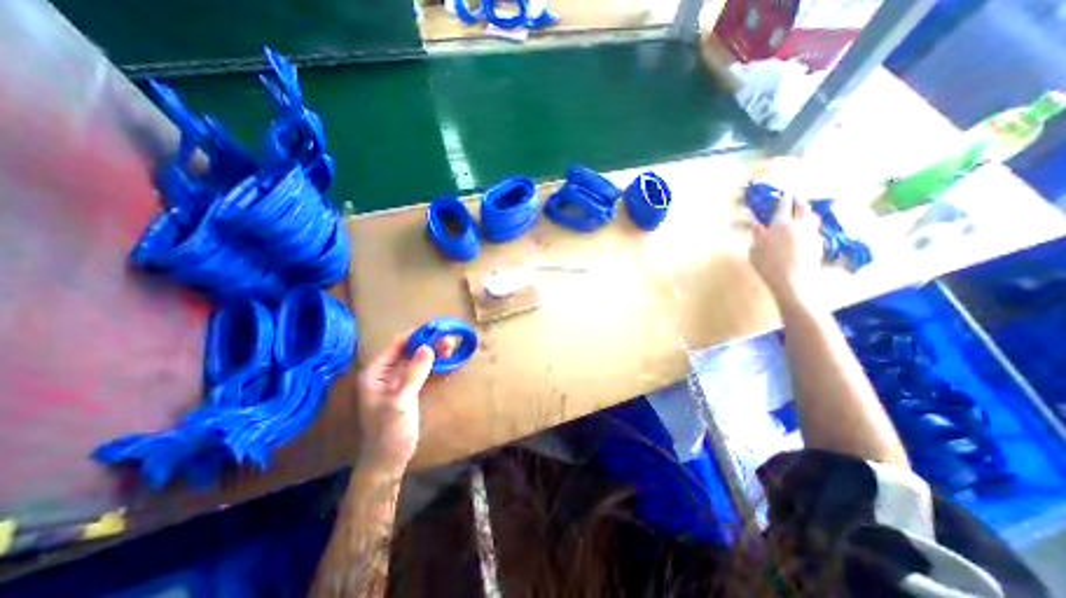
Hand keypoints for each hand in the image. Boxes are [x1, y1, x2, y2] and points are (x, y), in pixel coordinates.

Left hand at [357, 335, 451, 469]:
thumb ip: (413, 374)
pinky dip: (435, 365)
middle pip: (409, 350)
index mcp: (376, 373)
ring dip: (434, 353)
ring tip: (452, 349)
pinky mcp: (410, 390)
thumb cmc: (389, 433)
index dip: (417, 336)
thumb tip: (428, 347)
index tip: (438, 331)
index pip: (397, 345)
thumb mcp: (400, 402)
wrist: (388, 462)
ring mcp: (398, 382)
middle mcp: (386, 373)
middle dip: (429, 344)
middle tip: (450, 342)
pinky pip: (423, 371)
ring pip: (418, 360)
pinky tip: (447, 362)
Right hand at [747, 193, 821, 309]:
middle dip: (798, 200)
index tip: (785, 191)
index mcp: (780, 224)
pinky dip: (812, 225)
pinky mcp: (819, 244)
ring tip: (806, 210)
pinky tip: (809, 228)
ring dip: (808, 211)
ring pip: (812, 217)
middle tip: (797, 196)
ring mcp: (811, 234)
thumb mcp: (754, 250)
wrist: (793, 280)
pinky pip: (816, 229)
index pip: (783, 206)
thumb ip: (757, 235)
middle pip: (802, 208)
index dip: (784, 198)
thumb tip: (756, 224)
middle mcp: (799, 225)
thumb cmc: (768, 265)